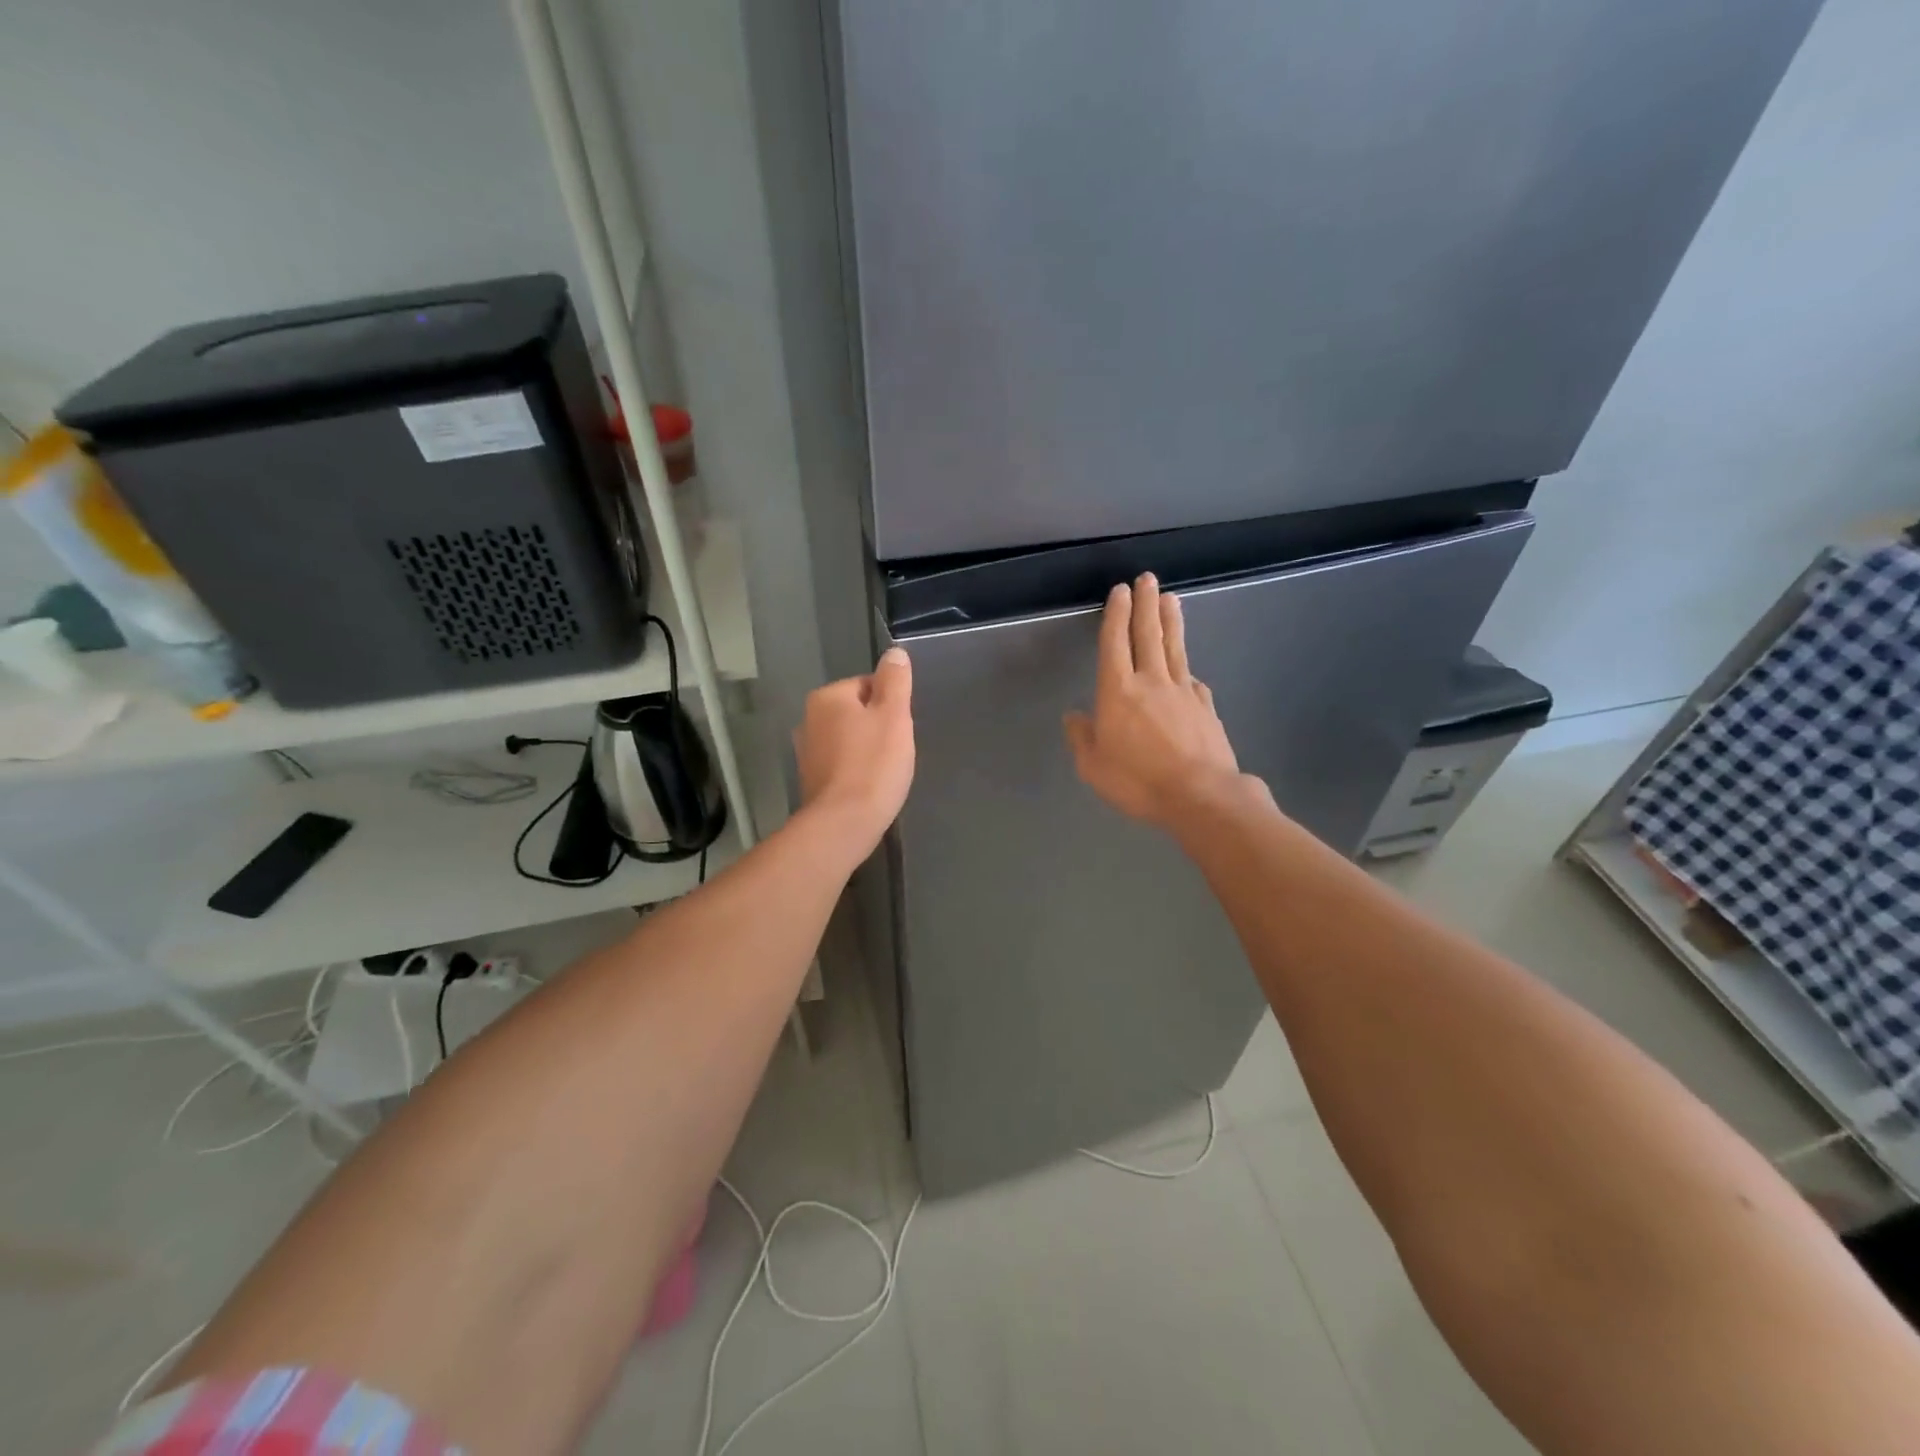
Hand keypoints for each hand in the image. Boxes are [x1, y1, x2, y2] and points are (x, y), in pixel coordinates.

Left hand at [794, 646, 915, 855]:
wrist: (843, 823)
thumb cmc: (873, 764)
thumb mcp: (894, 715)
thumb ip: (895, 681)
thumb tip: (894, 653)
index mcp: (827, 697)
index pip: (868, 685)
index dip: (891, 705)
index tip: (901, 729)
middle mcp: (808, 718)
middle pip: (857, 712)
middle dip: (878, 727)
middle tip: (896, 751)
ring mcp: (806, 751)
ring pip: (849, 739)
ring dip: (867, 750)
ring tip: (885, 771)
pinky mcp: (810, 779)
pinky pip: (841, 763)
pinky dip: (855, 770)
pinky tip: (869, 786)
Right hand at [1063, 574, 1243, 829]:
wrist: (1201, 796)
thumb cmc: (1139, 781)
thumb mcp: (1094, 767)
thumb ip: (1082, 738)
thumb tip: (1074, 716)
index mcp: (1118, 692)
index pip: (1115, 643)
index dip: (1116, 615)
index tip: (1120, 591)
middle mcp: (1151, 681)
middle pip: (1147, 634)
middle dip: (1145, 604)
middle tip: (1147, 578)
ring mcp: (1183, 691)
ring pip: (1174, 648)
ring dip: (1170, 621)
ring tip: (1170, 598)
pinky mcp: (1205, 707)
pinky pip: (1192, 679)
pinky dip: (1186, 667)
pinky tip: (1187, 667)